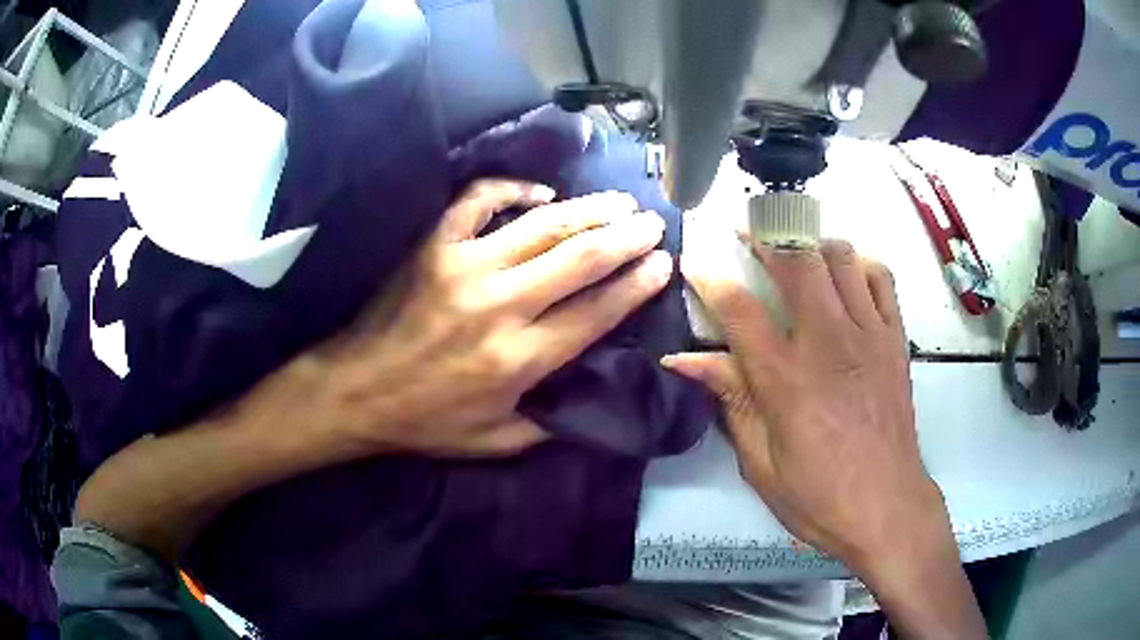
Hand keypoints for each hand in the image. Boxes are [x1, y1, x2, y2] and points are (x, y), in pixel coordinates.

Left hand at [302, 179, 672, 456]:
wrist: (356, 391)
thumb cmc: (425, 421)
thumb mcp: (495, 442)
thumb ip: (549, 425)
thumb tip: (591, 398)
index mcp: (519, 359)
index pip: (596, 312)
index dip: (636, 285)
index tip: (662, 264)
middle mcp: (500, 306)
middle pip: (580, 259)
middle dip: (625, 238)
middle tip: (652, 224)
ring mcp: (464, 267)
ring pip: (542, 225)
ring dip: (588, 210)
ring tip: (619, 203)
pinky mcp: (434, 246)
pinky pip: (478, 201)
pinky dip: (511, 188)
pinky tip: (540, 191)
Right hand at [664, 238, 985, 638]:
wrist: (886, 507)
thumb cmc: (818, 495)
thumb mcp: (760, 462)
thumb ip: (728, 400)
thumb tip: (682, 360)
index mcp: (786, 379)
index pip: (739, 309)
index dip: (709, 279)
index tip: (694, 263)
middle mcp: (828, 342)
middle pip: (796, 261)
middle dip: (766, 237)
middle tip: (748, 235)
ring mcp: (869, 335)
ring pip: (840, 257)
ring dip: (812, 244)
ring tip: (796, 253)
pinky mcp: (895, 339)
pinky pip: (881, 278)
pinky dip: (860, 264)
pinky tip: (847, 276)